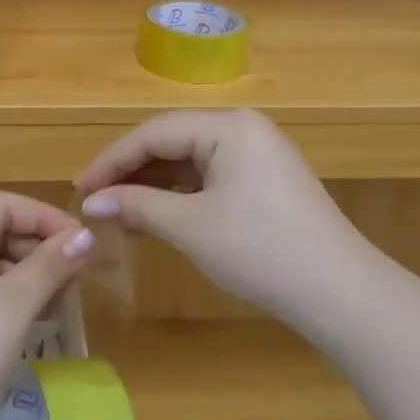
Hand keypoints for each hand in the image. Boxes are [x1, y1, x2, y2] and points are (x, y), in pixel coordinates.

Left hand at [0, 193, 93, 419]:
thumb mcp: (11, 306)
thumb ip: (50, 265)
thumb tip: (87, 235)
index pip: (4, 204)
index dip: (48, 219)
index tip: (86, 243)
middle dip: (39, 250)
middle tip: (78, 278)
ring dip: (26, 275)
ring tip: (62, 301)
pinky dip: (5, 295)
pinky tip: (34, 317)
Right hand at [74, 110, 368, 324]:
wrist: (340, 293)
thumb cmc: (260, 250)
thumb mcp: (190, 226)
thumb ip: (136, 206)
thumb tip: (91, 203)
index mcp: (228, 126)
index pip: (154, 133)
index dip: (111, 161)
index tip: (79, 190)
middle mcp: (244, 129)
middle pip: (171, 142)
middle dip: (131, 174)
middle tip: (96, 203)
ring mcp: (258, 154)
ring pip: (189, 162)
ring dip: (153, 188)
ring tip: (120, 218)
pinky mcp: (265, 181)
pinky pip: (210, 178)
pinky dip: (180, 197)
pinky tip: (157, 219)